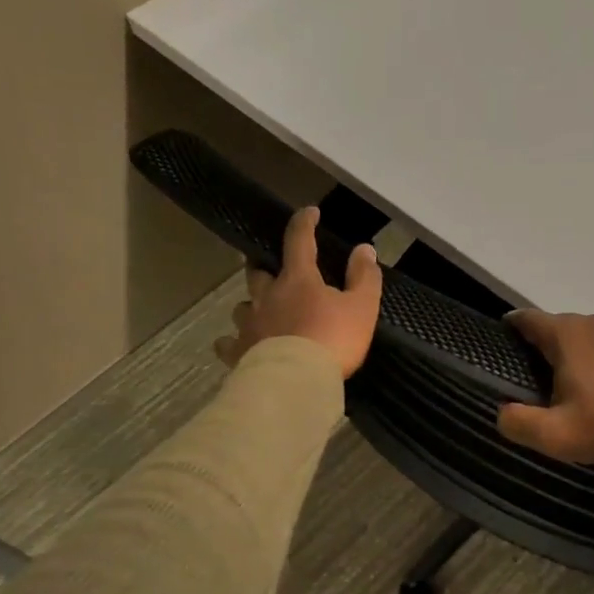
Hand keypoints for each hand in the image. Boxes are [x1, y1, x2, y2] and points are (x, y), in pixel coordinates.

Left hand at [214, 206, 382, 378]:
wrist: (298, 380)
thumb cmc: (333, 340)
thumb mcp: (361, 307)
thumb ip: (364, 277)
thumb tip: (364, 248)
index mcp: (298, 280)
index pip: (299, 240)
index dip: (304, 223)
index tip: (309, 213)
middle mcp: (268, 296)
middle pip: (258, 272)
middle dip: (263, 265)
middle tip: (270, 267)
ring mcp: (250, 324)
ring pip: (242, 307)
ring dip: (250, 306)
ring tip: (259, 313)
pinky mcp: (239, 352)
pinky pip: (228, 344)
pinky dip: (231, 342)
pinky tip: (233, 346)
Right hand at [497, 310, 593, 466]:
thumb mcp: (555, 435)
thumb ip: (519, 423)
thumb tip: (503, 411)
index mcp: (569, 335)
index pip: (530, 319)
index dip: (514, 326)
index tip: (505, 337)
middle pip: (563, 327)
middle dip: (550, 346)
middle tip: (543, 377)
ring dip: (584, 353)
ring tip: (582, 382)